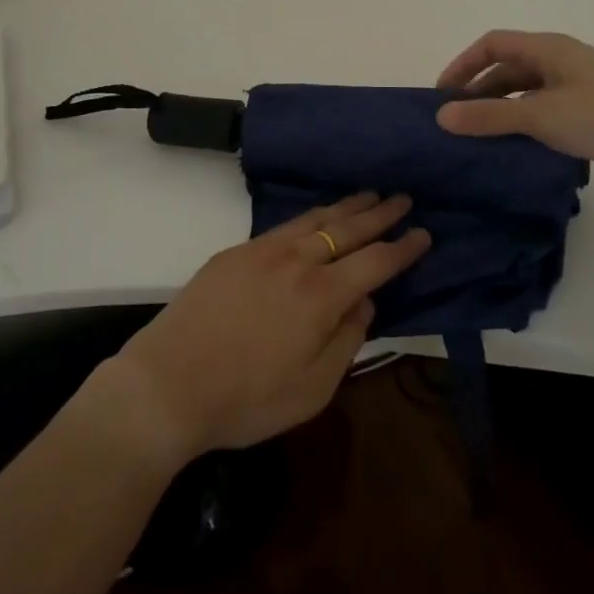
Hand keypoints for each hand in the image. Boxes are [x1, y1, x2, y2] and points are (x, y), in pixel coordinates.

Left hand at [100, 193, 431, 464]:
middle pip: (348, 229)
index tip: (424, 232)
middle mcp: (297, 261)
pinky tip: (317, 216)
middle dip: (380, 213)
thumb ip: (347, 340)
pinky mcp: (237, 251)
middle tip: (403, 197)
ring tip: (368, 195)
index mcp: (322, 296)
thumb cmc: (246, 399)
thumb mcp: (312, 389)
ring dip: (346, 206)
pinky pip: (285, 225)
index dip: (403, 247)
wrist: (169, 381)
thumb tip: (364, 301)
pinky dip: (311, 216)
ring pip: (316, 219)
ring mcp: (263, 250)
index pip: (375, 263)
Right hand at [433, 29, 593, 182]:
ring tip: (483, 137)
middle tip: (458, 121)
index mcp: (547, 48)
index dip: (463, 65)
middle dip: (480, 91)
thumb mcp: (540, 116)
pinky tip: (521, 145)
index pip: (491, 44)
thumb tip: (441, 116)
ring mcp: (579, 83)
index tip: (442, 95)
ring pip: (528, 90)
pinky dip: (527, 121)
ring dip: (503, 108)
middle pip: (509, 67)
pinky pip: (547, 107)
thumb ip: (489, 116)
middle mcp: (560, 58)